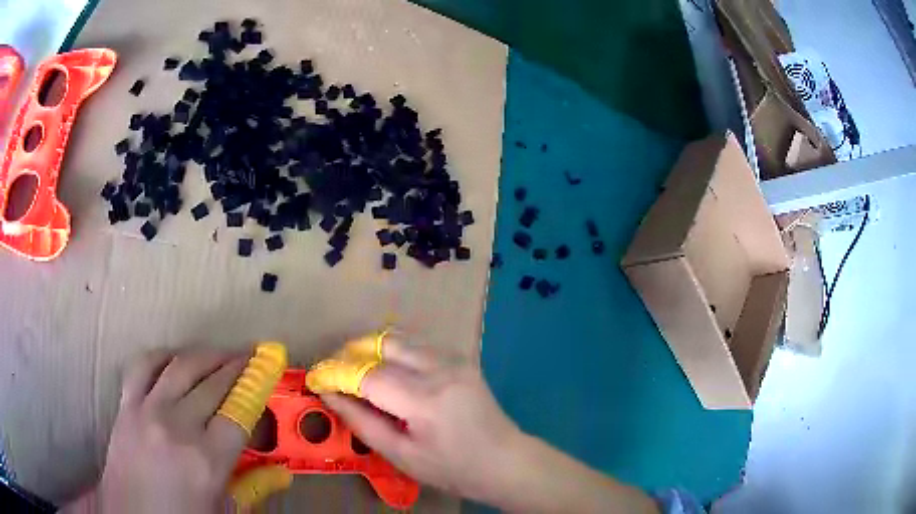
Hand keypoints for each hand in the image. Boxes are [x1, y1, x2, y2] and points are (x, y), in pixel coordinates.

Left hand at [69, 349, 249, 512]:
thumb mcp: (222, 510)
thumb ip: (251, 487)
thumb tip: (281, 474)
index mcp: (207, 460)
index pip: (239, 412)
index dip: (255, 387)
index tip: (266, 369)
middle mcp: (178, 427)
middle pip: (213, 383)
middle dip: (235, 366)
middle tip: (248, 358)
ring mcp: (147, 411)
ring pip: (181, 366)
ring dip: (205, 355)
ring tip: (218, 354)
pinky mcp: (126, 405)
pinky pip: (144, 366)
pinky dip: (162, 355)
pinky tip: (174, 358)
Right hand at [321, 335, 522, 502]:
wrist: (505, 460)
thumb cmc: (452, 468)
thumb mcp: (402, 455)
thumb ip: (362, 423)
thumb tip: (330, 395)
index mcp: (425, 400)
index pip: (368, 375)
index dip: (337, 373)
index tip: (316, 378)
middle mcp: (440, 369)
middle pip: (383, 346)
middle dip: (351, 353)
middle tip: (333, 370)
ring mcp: (455, 359)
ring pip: (400, 339)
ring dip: (372, 348)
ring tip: (353, 367)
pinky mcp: (462, 359)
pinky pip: (418, 345)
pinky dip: (394, 351)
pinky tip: (386, 369)